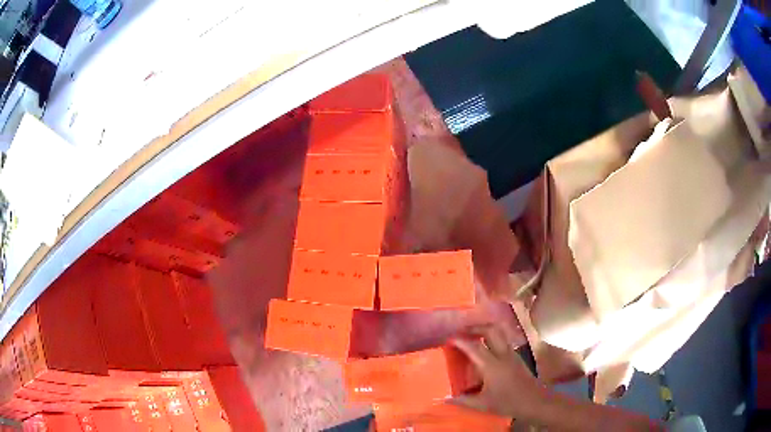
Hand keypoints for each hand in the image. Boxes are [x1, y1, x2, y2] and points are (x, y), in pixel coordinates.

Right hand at [451, 325, 546, 419]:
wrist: (535, 401)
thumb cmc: (508, 403)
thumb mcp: (483, 404)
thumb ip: (463, 400)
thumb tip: (446, 398)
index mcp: (491, 366)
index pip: (474, 347)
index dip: (461, 340)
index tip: (449, 337)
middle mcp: (502, 354)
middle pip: (490, 330)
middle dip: (476, 327)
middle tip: (463, 331)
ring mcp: (512, 353)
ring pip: (499, 333)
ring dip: (486, 330)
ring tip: (473, 334)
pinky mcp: (517, 356)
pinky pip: (504, 340)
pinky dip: (493, 338)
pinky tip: (487, 347)